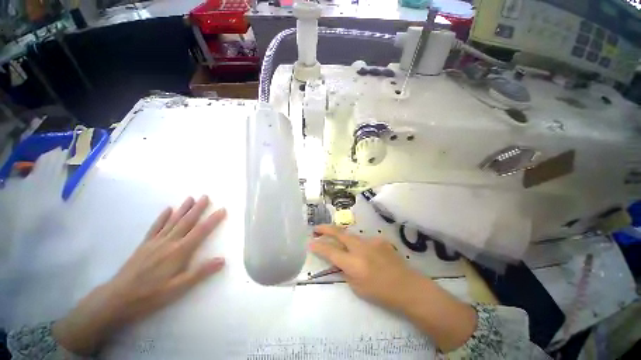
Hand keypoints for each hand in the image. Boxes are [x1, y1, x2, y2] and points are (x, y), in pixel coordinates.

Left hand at [52, 196, 226, 354]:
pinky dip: (162, 217)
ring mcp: (156, 242)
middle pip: (187, 222)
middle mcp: (169, 242)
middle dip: (198, 208)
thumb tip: (222, 260)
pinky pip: (155, 227)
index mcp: (180, 252)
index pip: (201, 231)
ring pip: (173, 221)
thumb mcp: (178, 288)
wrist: (118, 298)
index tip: (222, 209)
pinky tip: (167, 209)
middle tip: (206, 196)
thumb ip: (201, 272)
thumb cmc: (151, 295)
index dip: (213, 220)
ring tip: (191, 198)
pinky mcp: (145, 244)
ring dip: (183, 208)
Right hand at [309, 224, 419, 309]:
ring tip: (342, 244)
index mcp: (353, 263)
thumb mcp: (357, 287)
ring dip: (343, 238)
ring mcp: (371, 241)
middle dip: (326, 229)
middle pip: (339, 233)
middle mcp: (360, 248)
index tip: (310, 242)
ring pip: (351, 236)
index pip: (330, 251)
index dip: (318, 246)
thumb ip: (346, 271)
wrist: (408, 287)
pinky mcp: (380, 239)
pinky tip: (367, 255)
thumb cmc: (381, 293)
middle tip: (316, 228)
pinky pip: (365, 241)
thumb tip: (340, 261)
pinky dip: (360, 246)